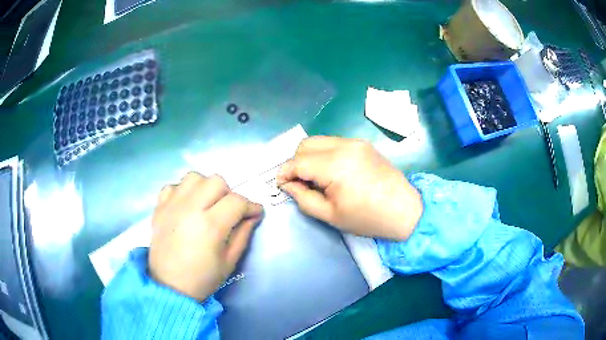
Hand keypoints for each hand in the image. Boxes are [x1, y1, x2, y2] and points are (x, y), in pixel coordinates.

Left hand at [149, 172, 263, 300]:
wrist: (169, 286)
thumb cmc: (203, 278)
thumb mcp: (230, 261)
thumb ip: (243, 235)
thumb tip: (252, 216)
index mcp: (210, 226)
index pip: (237, 202)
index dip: (251, 206)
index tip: (255, 212)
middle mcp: (190, 209)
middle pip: (216, 181)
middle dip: (228, 194)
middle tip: (228, 211)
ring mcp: (172, 206)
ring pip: (194, 177)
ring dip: (205, 187)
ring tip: (206, 204)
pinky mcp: (159, 207)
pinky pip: (173, 186)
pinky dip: (182, 192)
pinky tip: (186, 206)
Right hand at [277, 137, 421, 240]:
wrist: (404, 210)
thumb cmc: (367, 218)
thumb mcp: (330, 215)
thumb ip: (303, 198)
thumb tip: (288, 185)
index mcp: (335, 165)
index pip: (298, 161)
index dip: (285, 173)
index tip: (282, 185)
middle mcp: (344, 146)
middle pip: (306, 144)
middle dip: (296, 162)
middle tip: (299, 183)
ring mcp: (355, 142)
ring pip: (319, 141)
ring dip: (310, 157)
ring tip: (316, 178)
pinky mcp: (363, 144)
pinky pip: (334, 143)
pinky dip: (324, 154)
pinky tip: (332, 172)